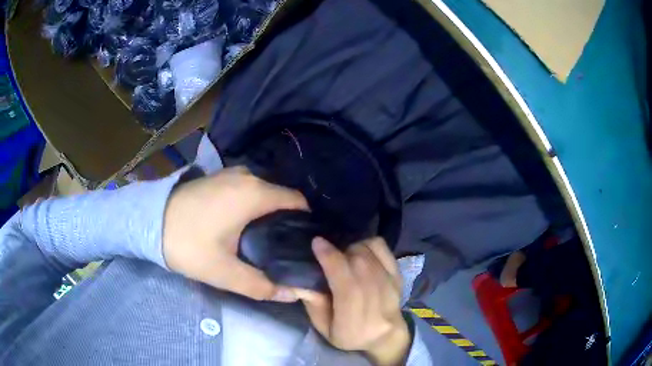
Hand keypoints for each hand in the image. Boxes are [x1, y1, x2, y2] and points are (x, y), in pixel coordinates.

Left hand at [162, 166, 307, 301]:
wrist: (150, 222)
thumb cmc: (188, 244)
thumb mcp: (224, 272)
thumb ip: (262, 286)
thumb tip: (295, 294)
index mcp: (255, 194)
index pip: (298, 202)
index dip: (305, 223)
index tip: (304, 245)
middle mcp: (248, 177)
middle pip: (282, 197)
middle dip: (288, 221)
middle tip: (285, 249)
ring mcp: (232, 174)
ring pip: (265, 193)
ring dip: (270, 213)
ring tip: (267, 239)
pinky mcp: (220, 177)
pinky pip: (249, 189)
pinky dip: (254, 205)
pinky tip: (245, 225)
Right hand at [294, 237, 410, 365]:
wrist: (385, 336)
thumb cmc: (350, 335)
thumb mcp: (325, 327)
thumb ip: (313, 305)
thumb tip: (301, 281)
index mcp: (354, 319)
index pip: (345, 284)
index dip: (331, 259)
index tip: (317, 243)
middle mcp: (376, 300)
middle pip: (358, 263)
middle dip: (339, 252)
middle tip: (328, 255)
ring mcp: (390, 286)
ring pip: (369, 253)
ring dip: (352, 249)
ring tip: (345, 258)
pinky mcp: (397, 275)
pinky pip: (382, 248)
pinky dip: (367, 244)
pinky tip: (360, 253)